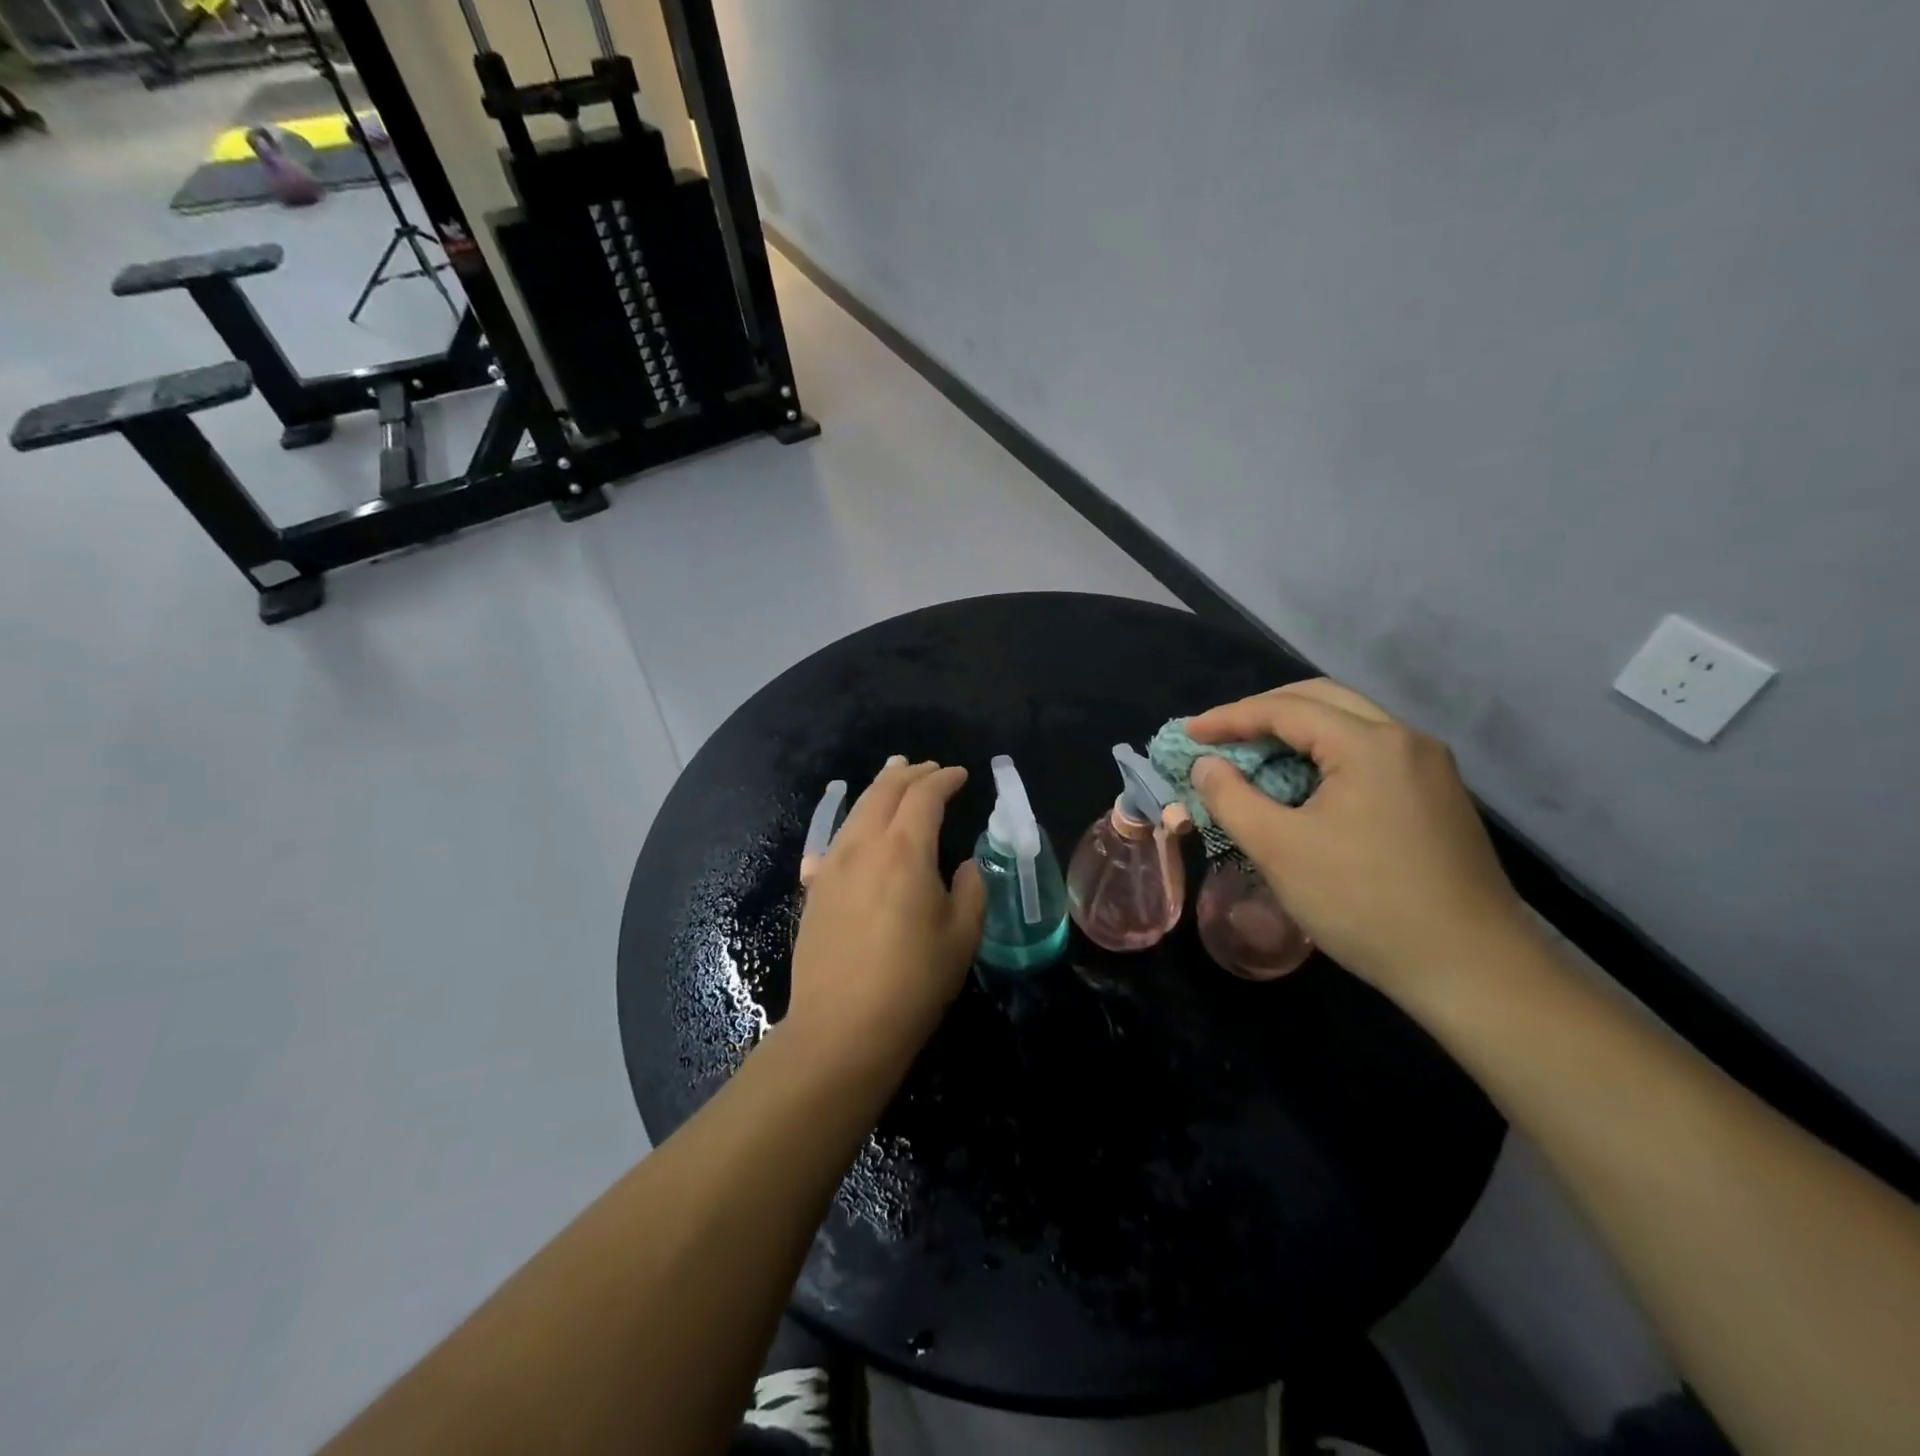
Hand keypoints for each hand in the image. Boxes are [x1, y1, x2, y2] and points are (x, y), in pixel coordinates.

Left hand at [785, 757, 985, 1074]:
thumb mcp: (961, 936)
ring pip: (855, 810)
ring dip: (878, 789)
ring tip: (892, 777)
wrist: (841, 1027)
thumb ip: (970, 890)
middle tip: (928, 768)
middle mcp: (864, 846)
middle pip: (884, 791)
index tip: (960, 774)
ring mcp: (832, 865)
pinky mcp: (815, 889)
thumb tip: (964, 866)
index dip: (944, 779)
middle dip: (909, 774)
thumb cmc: (913, 982)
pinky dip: (852, 822)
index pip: (924, 796)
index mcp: (905, 850)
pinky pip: (834, 839)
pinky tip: (853, 829)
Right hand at [1186, 680, 1531, 995]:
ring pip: (1350, 723)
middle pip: (1321, 700)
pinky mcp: (1437, 795)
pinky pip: (1370, 752)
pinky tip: (1304, 785)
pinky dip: (1326, 754)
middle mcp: (1406, 740)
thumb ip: (1231, 798)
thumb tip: (1206, 765)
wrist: (1472, 969)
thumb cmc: (1364, 903)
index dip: (1229, 717)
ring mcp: (1428, 767)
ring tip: (1254, 757)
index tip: (1188, 733)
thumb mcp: (1279, 850)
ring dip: (1296, 731)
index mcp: (1370, 744)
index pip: (1285, 709)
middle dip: (1263, 712)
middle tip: (1220, 736)